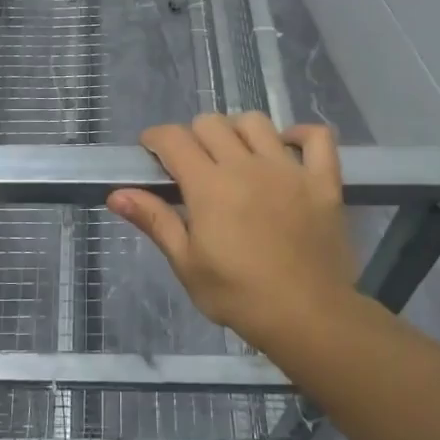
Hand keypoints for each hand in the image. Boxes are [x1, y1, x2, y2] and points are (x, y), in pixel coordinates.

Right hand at [108, 114, 357, 349]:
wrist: (309, 317)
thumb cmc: (239, 295)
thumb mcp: (187, 264)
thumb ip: (155, 221)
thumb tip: (116, 194)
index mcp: (209, 185)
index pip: (173, 138)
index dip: (156, 138)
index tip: (152, 153)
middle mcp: (246, 165)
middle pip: (211, 123)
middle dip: (193, 135)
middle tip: (193, 165)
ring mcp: (288, 169)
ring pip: (256, 122)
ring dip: (238, 131)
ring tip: (236, 155)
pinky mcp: (323, 180)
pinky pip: (318, 137)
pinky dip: (302, 135)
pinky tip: (289, 148)